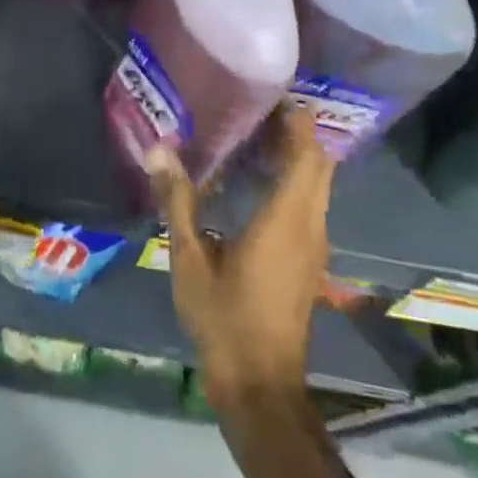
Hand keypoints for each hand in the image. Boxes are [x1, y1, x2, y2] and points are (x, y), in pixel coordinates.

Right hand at [146, 106, 334, 410]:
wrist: (261, 386)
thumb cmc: (225, 319)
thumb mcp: (190, 259)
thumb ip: (177, 201)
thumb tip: (158, 149)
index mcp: (287, 218)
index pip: (306, 153)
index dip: (297, 119)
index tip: (272, 91)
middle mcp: (311, 224)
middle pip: (319, 163)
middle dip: (297, 130)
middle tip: (257, 106)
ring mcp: (315, 245)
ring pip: (318, 184)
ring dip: (297, 154)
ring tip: (254, 132)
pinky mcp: (309, 260)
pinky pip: (311, 203)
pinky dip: (294, 180)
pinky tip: (258, 180)